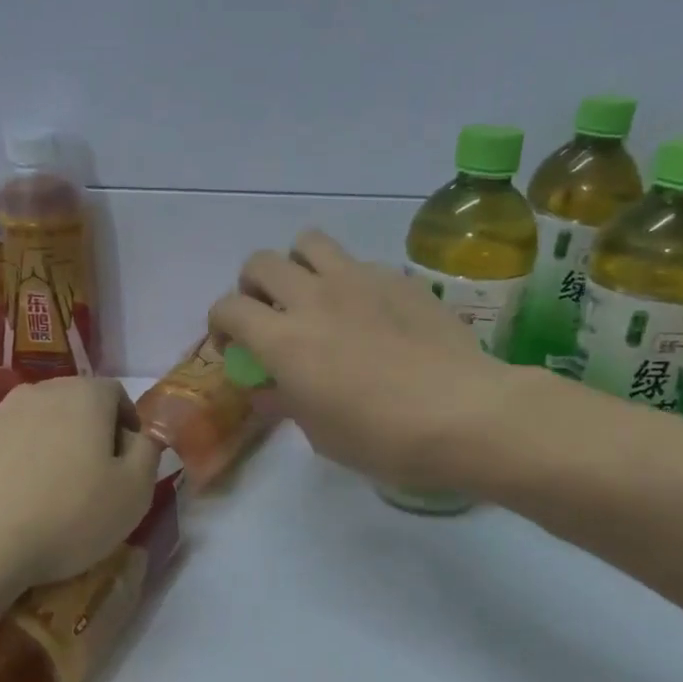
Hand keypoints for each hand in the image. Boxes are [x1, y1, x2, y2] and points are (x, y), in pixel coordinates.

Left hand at [0, 377, 160, 589]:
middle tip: (98, 479)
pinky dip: (24, 463)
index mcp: (85, 395)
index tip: (129, 464)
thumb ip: (149, 453)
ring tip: (57, 493)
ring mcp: (0, 415)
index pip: (117, 393)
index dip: (129, 426)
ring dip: (56, 448)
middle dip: (93, 434)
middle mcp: (41, 391)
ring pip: (42, 424)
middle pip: (78, 404)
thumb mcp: (134, 490)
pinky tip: (22, 501)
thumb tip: (142, 437)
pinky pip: (11, 446)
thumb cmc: (70, 514)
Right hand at [208, 231, 536, 493]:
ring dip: (298, 266)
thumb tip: (268, 389)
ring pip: (308, 242)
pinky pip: (359, 262)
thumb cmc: (382, 438)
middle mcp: (313, 298)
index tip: (233, 348)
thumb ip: (285, 402)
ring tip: (313, 296)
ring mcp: (358, 280)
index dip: (220, 325)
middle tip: (269, 315)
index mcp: (284, 340)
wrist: (462, 414)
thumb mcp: (320, 433)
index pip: (228, 308)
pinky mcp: (398, 278)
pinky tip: (369, 311)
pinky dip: (349, 279)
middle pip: (260, 263)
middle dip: (253, 287)